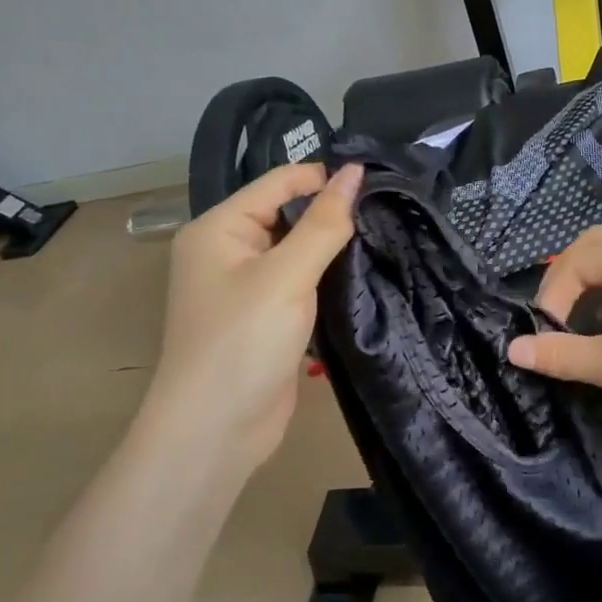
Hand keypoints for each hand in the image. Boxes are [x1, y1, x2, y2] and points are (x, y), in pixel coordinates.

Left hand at [139, 162, 362, 470]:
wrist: (216, 430)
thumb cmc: (243, 341)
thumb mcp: (287, 275)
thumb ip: (324, 223)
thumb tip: (355, 171)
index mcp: (219, 228)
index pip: (278, 183)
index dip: (324, 178)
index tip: (378, 184)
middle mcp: (227, 251)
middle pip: (286, 215)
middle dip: (331, 214)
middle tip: (386, 213)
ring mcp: (245, 287)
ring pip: (296, 251)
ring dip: (332, 249)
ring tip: (383, 238)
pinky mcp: (265, 318)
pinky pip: (299, 283)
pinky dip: (326, 278)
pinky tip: (362, 275)